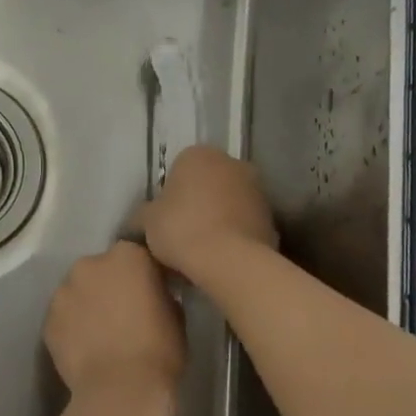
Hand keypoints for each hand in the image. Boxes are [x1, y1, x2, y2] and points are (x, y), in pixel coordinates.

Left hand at [43, 242, 184, 403]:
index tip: (149, 293)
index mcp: (127, 256)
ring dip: (88, 304)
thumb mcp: (176, 313)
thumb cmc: (158, 350)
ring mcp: (64, 291)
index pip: (135, 255)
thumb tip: (153, 293)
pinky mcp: (48, 319)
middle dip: (110, 285)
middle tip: (123, 313)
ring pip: (78, 291)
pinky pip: (64, 317)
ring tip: (101, 333)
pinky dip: (72, 326)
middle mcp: (90, 264)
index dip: (142, 274)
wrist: (119, 389)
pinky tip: (85, 348)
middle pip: (101, 269)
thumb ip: (160, 292)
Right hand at [138, 145, 276, 279]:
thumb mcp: (146, 222)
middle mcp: (231, 163)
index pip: (178, 169)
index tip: (163, 220)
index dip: (169, 196)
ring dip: (218, 218)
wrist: (228, 260)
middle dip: (197, 203)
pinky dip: (235, 235)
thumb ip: (143, 214)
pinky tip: (222, 258)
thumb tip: (143, 220)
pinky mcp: (272, 217)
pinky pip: (245, 224)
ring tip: (202, 251)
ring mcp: (257, 189)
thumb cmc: (180, 229)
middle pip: (207, 183)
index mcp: (198, 154)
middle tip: (181, 234)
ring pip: (229, 203)